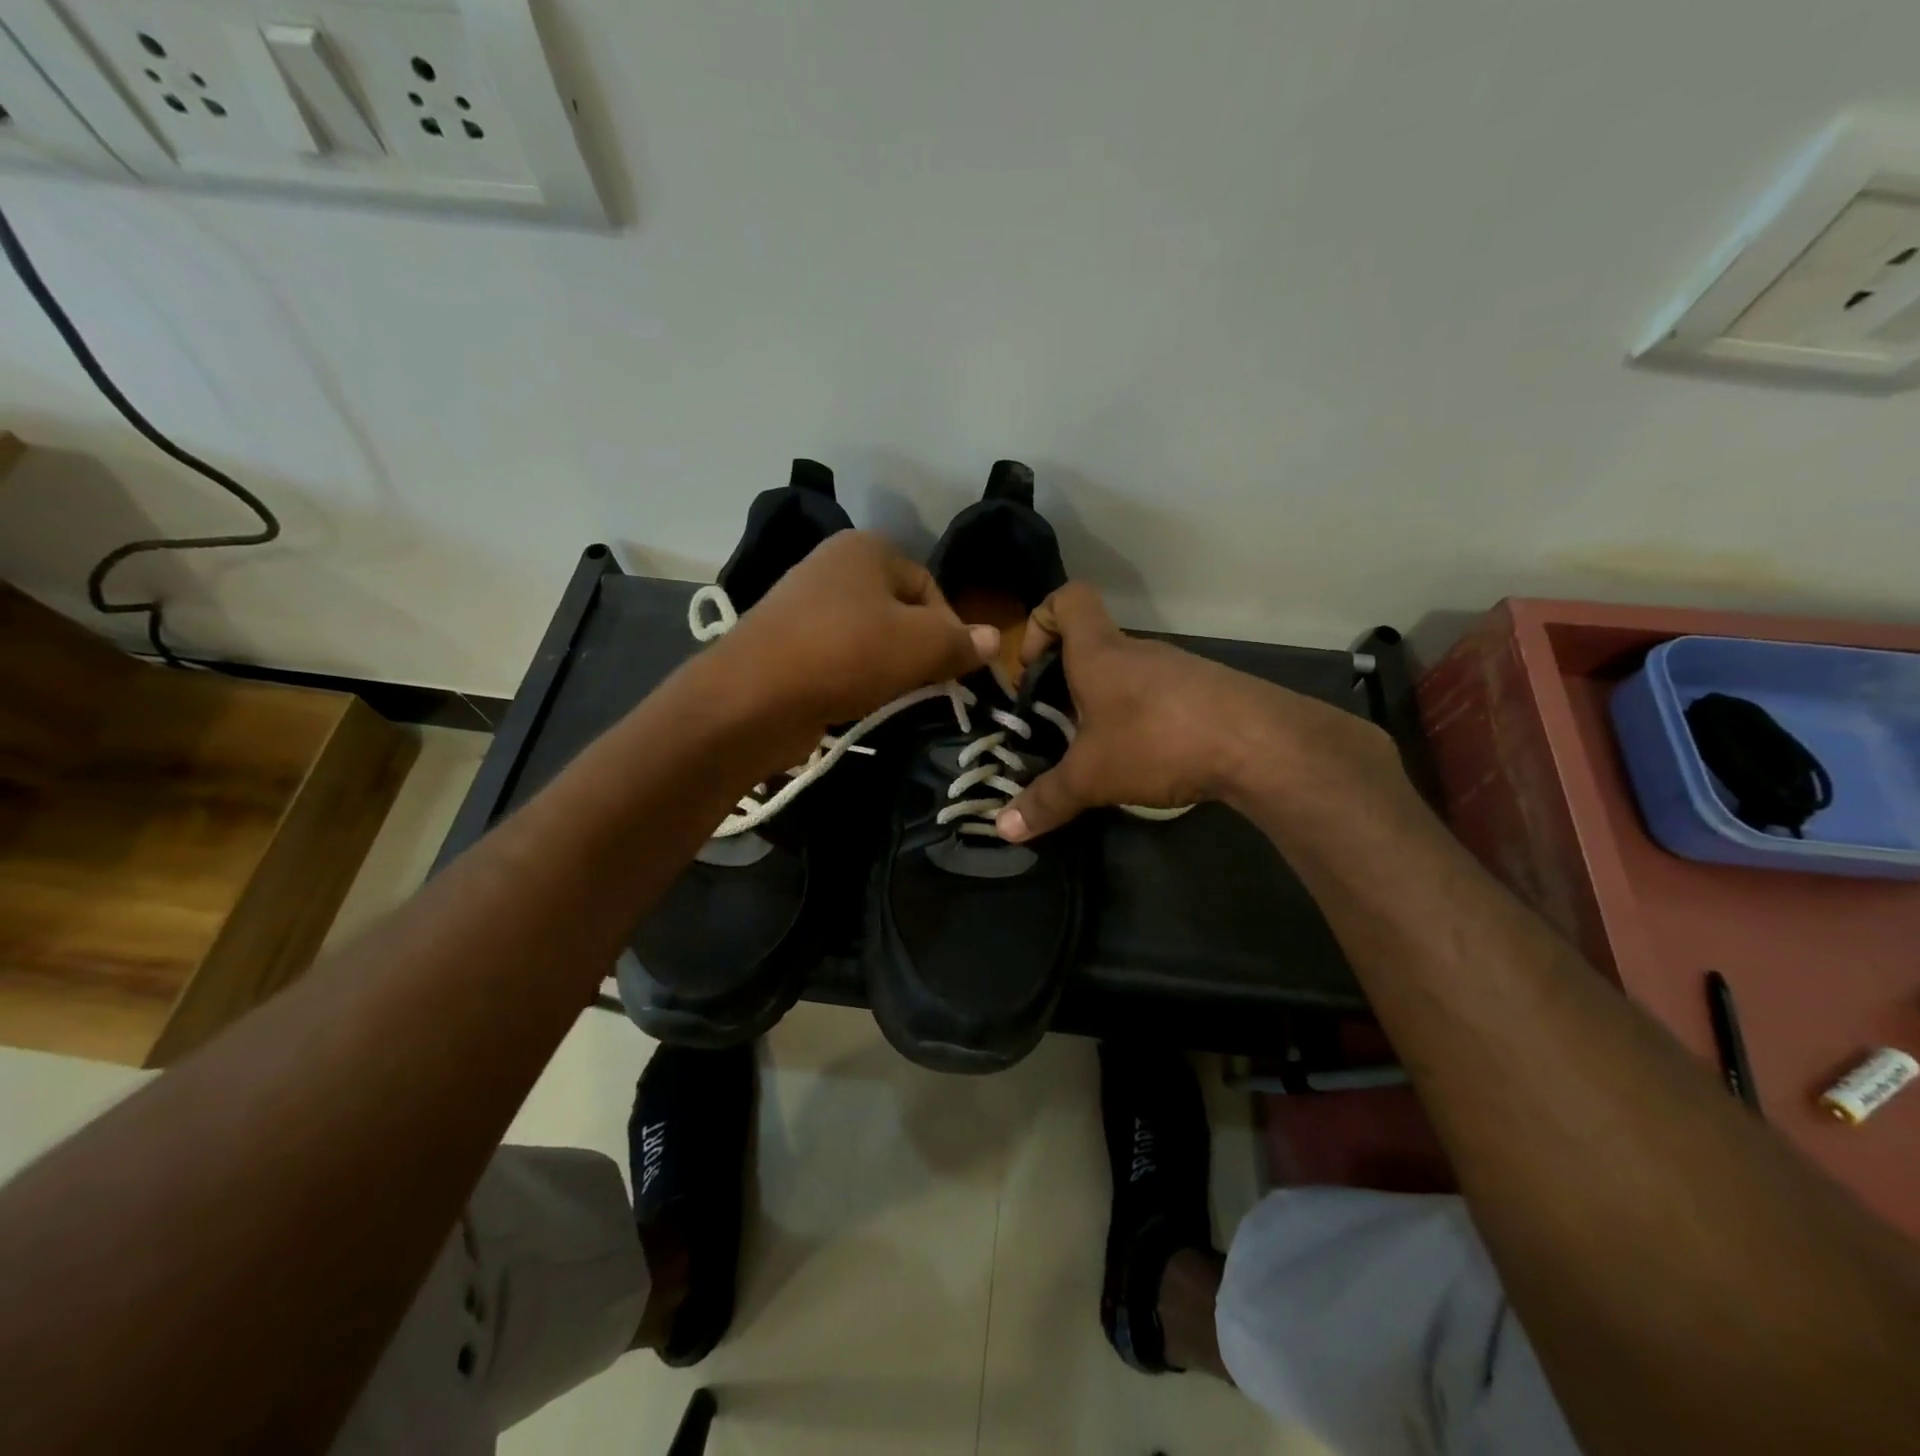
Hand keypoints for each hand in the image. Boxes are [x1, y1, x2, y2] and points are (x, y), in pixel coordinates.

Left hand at [706, 531, 995, 746]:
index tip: (955, 670)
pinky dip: (854, 679)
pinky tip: (857, 702)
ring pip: (868, 637)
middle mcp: (832, 566)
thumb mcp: (920, 645)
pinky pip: (838, 658)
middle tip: (927, 687)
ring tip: (892, 697)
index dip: (951, 629)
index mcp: (866, 549)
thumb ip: (961, 641)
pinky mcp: (785, 644)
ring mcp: (803, 605)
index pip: (930, 586)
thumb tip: (993, 639)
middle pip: (899, 611)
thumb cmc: (847, 654)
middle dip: (919, 650)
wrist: (753, 697)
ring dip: (888, 669)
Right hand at [996, 583, 1398, 841]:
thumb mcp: (1091, 777)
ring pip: (1127, 675)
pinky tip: (1147, 761)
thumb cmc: (1157, 740)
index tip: (1032, 668)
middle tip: (1055, 728)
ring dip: (1105, 705)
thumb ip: (1046, 800)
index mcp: (1100, 652)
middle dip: (1066, 682)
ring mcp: (1176, 669)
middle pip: (1092, 644)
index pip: (1067, 599)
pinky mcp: (1206, 692)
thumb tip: (1002, 829)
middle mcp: (1137, 651)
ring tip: (1099, 753)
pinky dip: (1143, 720)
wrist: (1260, 744)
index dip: (1041, 620)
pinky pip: (1159, 696)